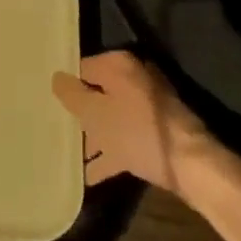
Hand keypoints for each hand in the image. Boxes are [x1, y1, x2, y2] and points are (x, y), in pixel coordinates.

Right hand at [53, 50, 232, 195]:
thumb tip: (56, 77)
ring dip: (94, 137)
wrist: (191, 166)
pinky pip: (126, 137)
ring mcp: (149, 105)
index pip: (81, 68)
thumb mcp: (94, 114)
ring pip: (112, 117)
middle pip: (98, 93)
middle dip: (80, 114)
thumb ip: (71, 94)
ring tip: (69, 156)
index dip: (66, 86)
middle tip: (56, 129)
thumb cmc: (136, 132)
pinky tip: (90, 175)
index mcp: (119, 65)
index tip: (49, 103)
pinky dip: (111, 152)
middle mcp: (135, 78)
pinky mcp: (157, 131)